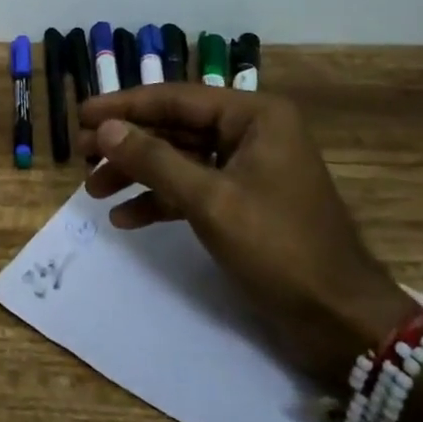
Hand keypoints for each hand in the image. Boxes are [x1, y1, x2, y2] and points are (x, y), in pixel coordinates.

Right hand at [81, 87, 415, 385]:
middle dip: (127, 143)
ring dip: (137, 174)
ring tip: (93, 191)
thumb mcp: (210, 200)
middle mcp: (251, 132)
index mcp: (254, 116)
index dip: (124, 106)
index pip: (176, 99)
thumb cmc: (279, 248)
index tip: (81, 115)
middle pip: (175, 127)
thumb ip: (154, 160)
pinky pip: (192, 189)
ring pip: (179, 159)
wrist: (341, 322)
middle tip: (81, 154)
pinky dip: (160, 201)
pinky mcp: (243, 203)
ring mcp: (248, 169)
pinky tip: (126, 218)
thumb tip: (104, 128)